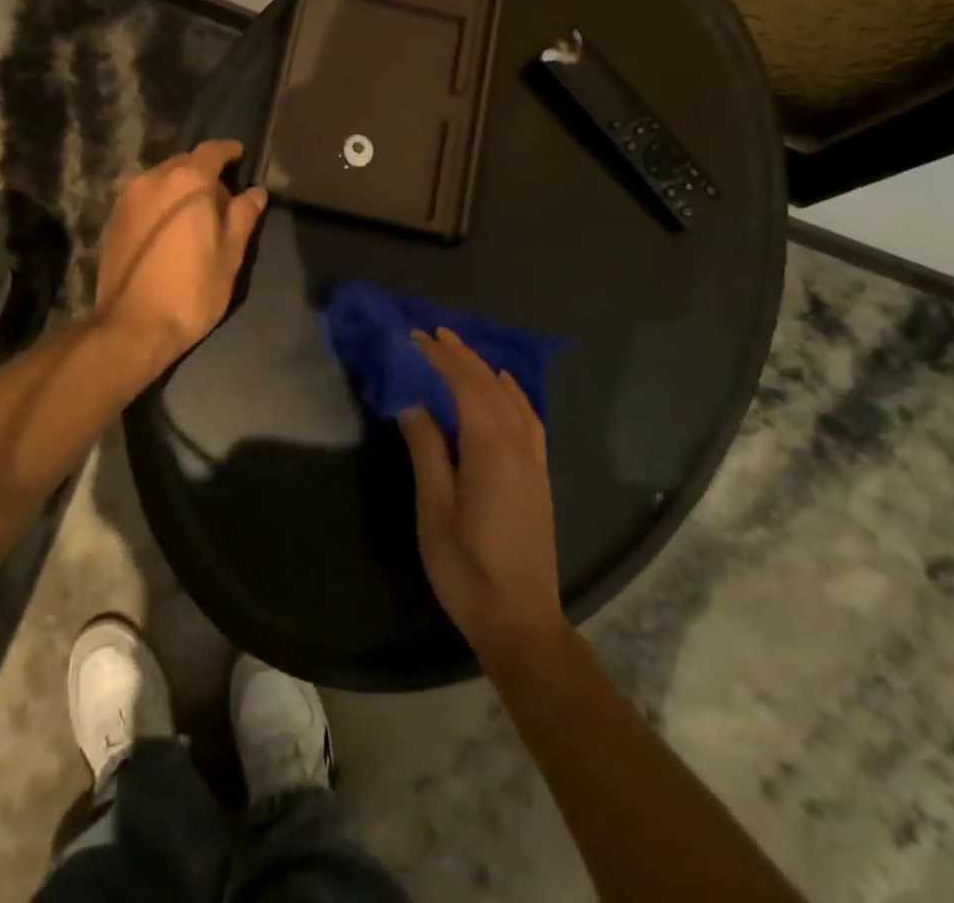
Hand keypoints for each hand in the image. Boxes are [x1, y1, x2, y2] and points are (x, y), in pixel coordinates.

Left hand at [94, 140, 266, 367]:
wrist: (132, 326)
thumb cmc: (192, 290)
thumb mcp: (230, 254)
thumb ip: (243, 216)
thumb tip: (255, 192)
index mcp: (187, 182)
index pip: (211, 152)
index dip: (228, 151)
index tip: (239, 154)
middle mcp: (153, 180)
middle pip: (183, 164)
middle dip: (204, 174)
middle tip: (222, 199)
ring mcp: (127, 199)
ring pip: (160, 180)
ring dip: (180, 189)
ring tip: (195, 216)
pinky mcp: (113, 220)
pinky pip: (144, 199)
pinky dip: (160, 204)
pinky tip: (170, 230)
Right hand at [400, 330, 566, 667]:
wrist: (521, 620)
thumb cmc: (467, 570)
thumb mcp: (434, 513)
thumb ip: (426, 453)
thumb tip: (414, 407)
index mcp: (489, 450)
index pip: (465, 387)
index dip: (442, 359)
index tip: (417, 338)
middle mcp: (517, 445)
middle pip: (490, 386)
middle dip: (462, 356)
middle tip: (434, 333)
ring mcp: (533, 460)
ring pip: (511, 398)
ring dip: (485, 369)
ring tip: (461, 350)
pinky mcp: (539, 475)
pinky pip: (529, 417)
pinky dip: (513, 392)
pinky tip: (504, 387)